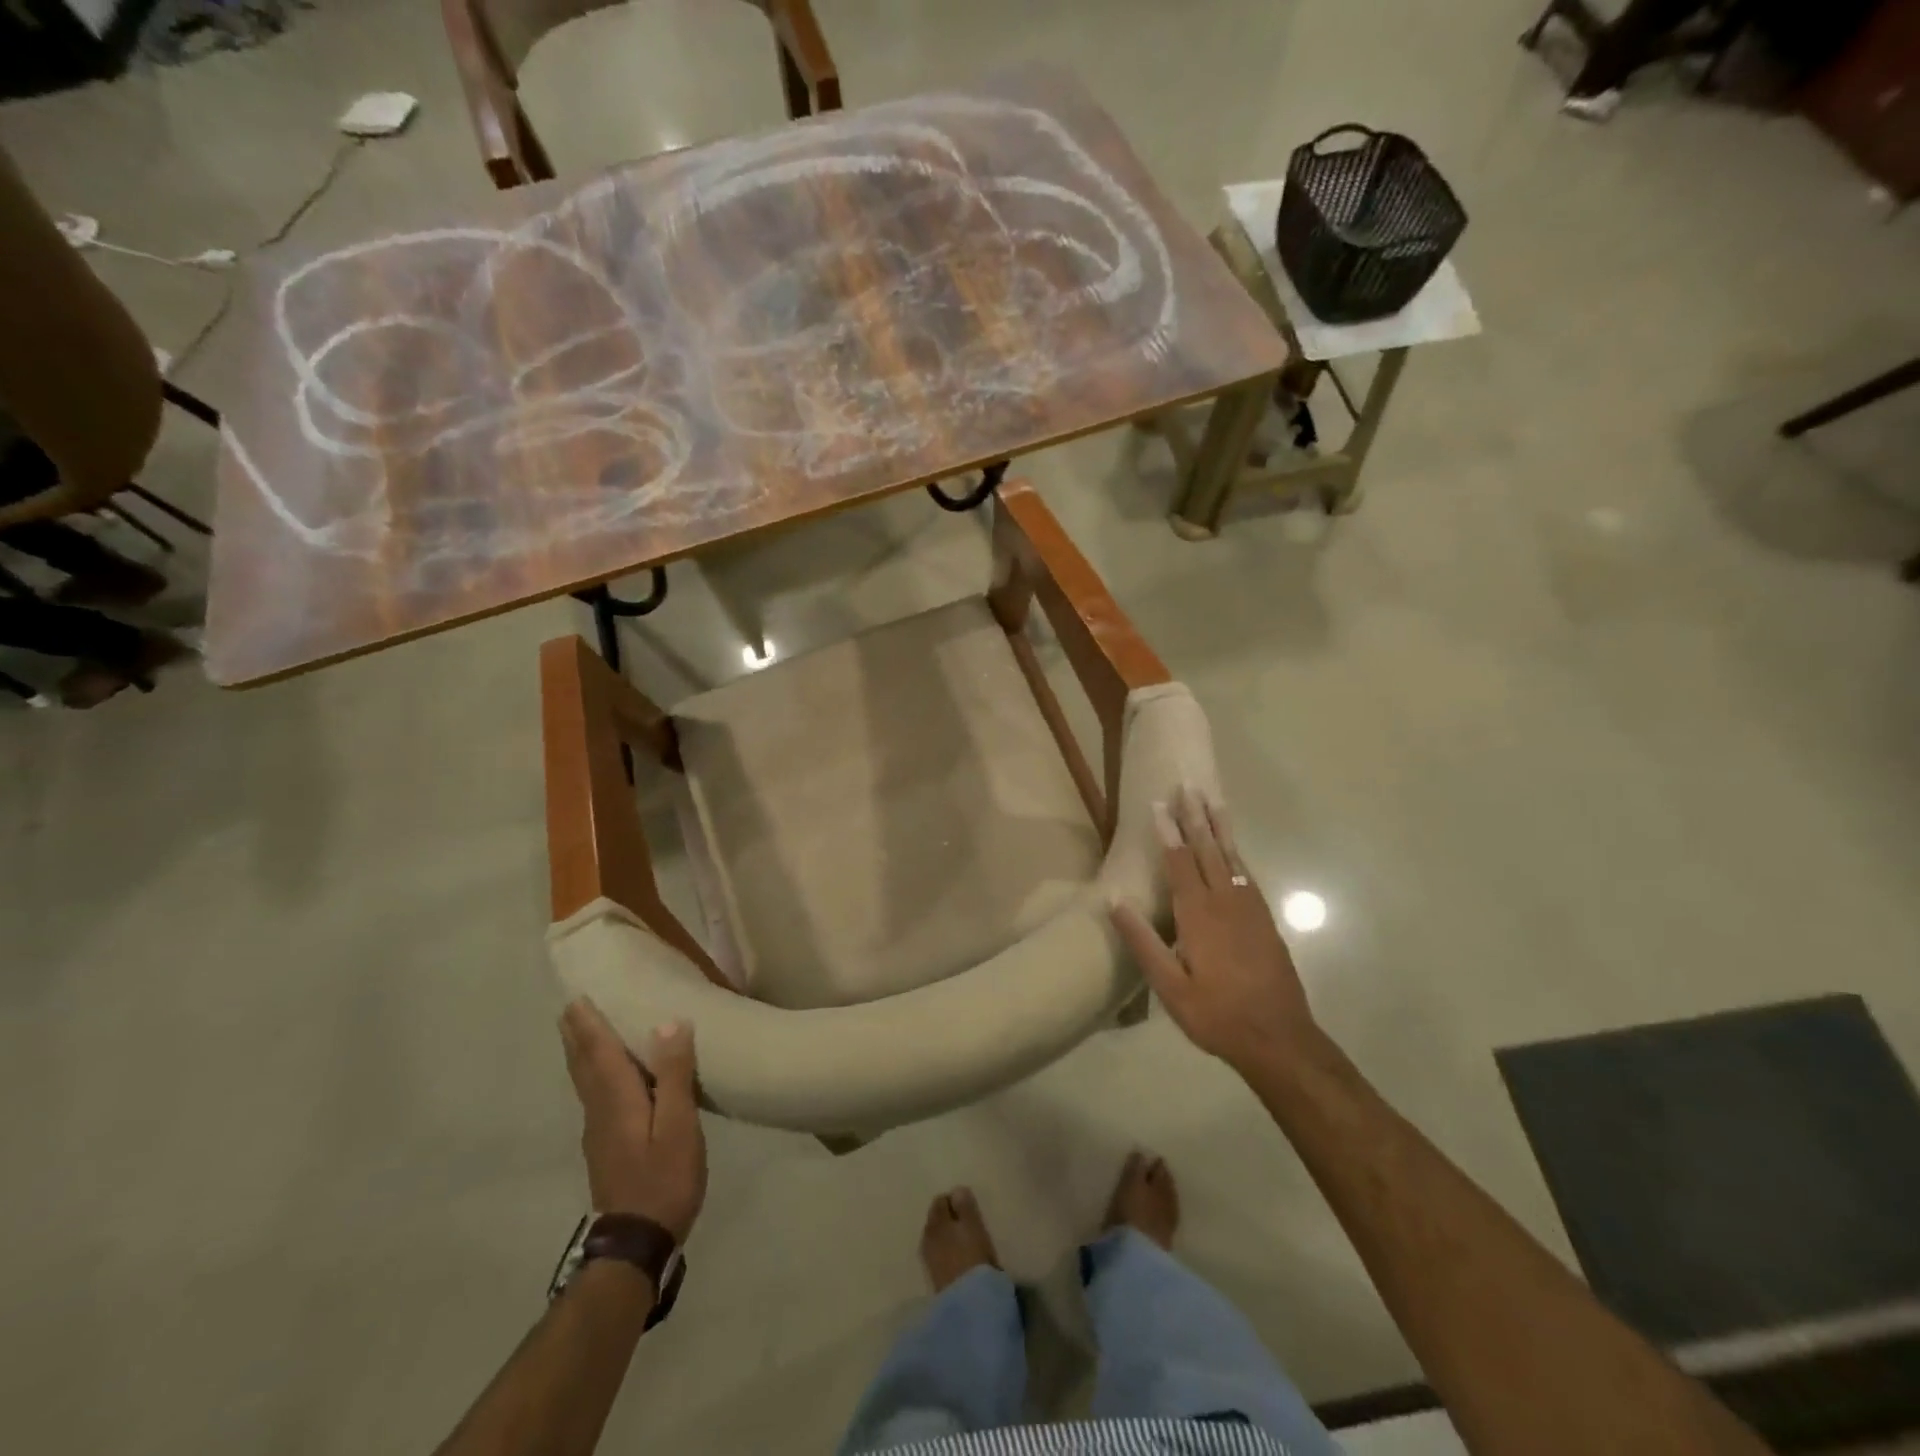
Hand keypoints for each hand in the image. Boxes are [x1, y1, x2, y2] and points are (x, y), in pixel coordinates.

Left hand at [559, 1000, 706, 1242]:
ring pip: (585, 1082)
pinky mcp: (605, 1147)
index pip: (599, 1051)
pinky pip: (594, 1096)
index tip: (575, 997)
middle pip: (584, 1065)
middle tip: (569, 1009)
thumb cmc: (663, 1179)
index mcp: (617, 1099)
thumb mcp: (678, 1125)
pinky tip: (603, 1079)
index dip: (589, 1024)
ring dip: (581, 1054)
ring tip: (580, 1034)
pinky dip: (592, 1074)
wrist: (635, 1243)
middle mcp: (600, 1110)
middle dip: (577, 1036)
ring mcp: (599, 1132)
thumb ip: (674, 1074)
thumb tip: (668, 1023)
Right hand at [1110, 787, 1318, 1075]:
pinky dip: (1236, 853)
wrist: (1279, 1038)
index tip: (1159, 804)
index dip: (1169, 832)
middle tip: (1188, 786)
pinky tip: (1232, 848)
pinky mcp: (1264, 920)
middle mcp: (1226, 903)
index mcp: (1199, 916)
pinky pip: (1246, 875)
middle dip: (1196, 817)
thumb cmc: (1217, 1014)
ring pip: (1231, 857)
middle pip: (1208, 850)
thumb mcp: (1170, 987)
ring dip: (1220, 827)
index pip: (1180, 863)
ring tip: (1213, 800)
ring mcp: (1249, 909)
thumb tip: (1115, 901)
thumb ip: (1143, 942)